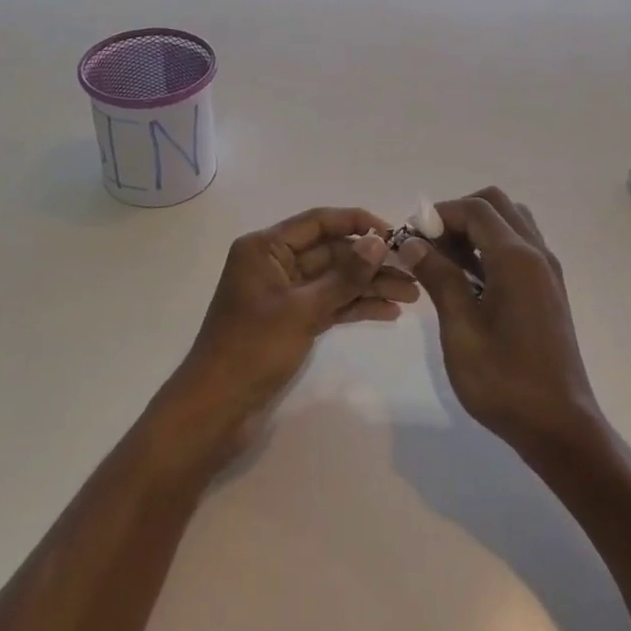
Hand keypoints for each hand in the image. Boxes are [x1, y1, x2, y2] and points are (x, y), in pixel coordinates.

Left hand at [165, 207, 417, 456]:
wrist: (216, 408)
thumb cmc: (252, 349)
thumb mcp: (302, 310)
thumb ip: (344, 276)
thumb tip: (378, 242)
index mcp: (265, 248)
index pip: (317, 222)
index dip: (356, 222)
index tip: (394, 233)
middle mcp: (274, 263)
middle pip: (330, 252)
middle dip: (370, 262)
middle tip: (414, 272)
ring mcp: (284, 294)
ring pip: (334, 280)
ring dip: (369, 286)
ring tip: (412, 295)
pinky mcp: (291, 321)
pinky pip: (329, 303)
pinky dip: (355, 306)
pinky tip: (388, 312)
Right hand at [400, 188, 600, 454]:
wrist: (559, 426)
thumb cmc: (504, 381)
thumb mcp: (461, 329)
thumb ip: (438, 278)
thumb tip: (412, 242)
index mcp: (517, 260)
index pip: (475, 209)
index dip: (439, 214)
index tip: (412, 237)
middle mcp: (537, 255)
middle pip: (496, 205)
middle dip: (458, 215)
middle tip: (429, 246)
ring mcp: (547, 272)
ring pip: (510, 223)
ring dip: (476, 229)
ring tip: (446, 263)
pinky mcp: (548, 290)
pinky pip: (519, 247)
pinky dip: (491, 247)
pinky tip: (468, 281)